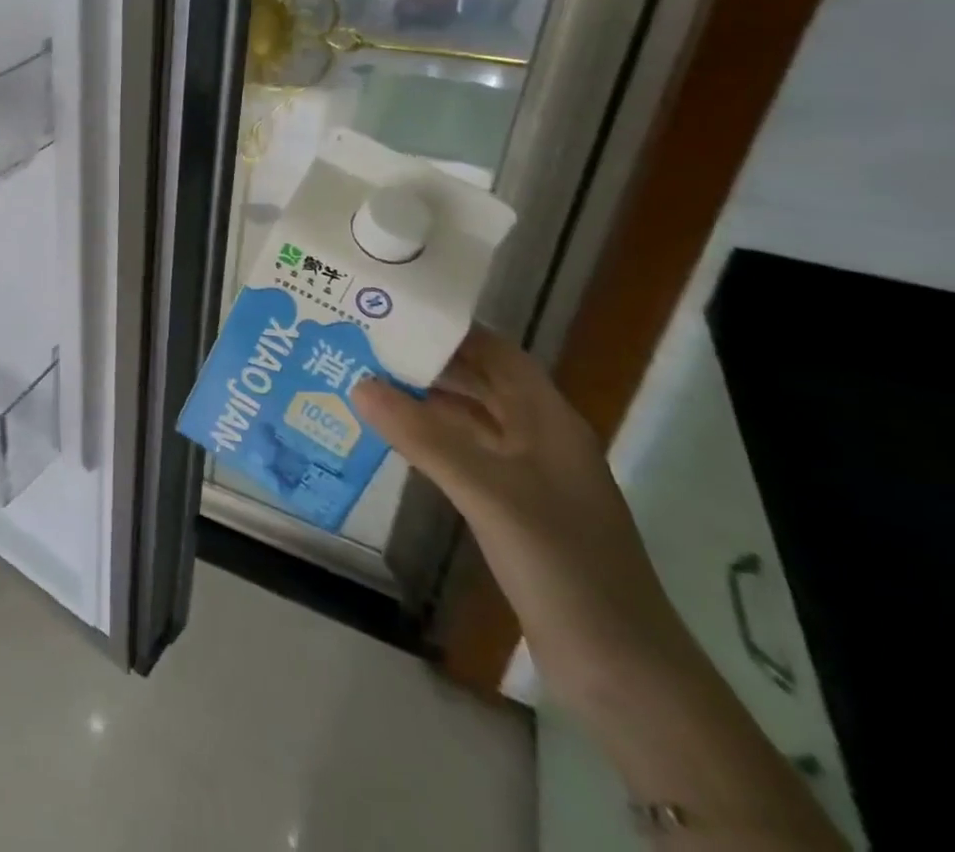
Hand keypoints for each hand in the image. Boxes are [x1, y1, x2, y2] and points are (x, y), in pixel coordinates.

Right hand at [353, 327, 695, 706]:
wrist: (623, 672)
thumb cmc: (564, 565)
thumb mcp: (489, 493)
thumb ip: (423, 437)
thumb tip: (358, 383)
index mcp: (549, 421)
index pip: (496, 353)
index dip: (449, 327)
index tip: (391, 309)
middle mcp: (539, 439)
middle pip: (479, 382)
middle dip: (426, 361)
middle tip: (363, 341)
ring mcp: (528, 477)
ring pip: (469, 420)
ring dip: (423, 401)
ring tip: (363, 379)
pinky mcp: (514, 511)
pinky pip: (464, 457)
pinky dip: (428, 441)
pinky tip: (390, 438)